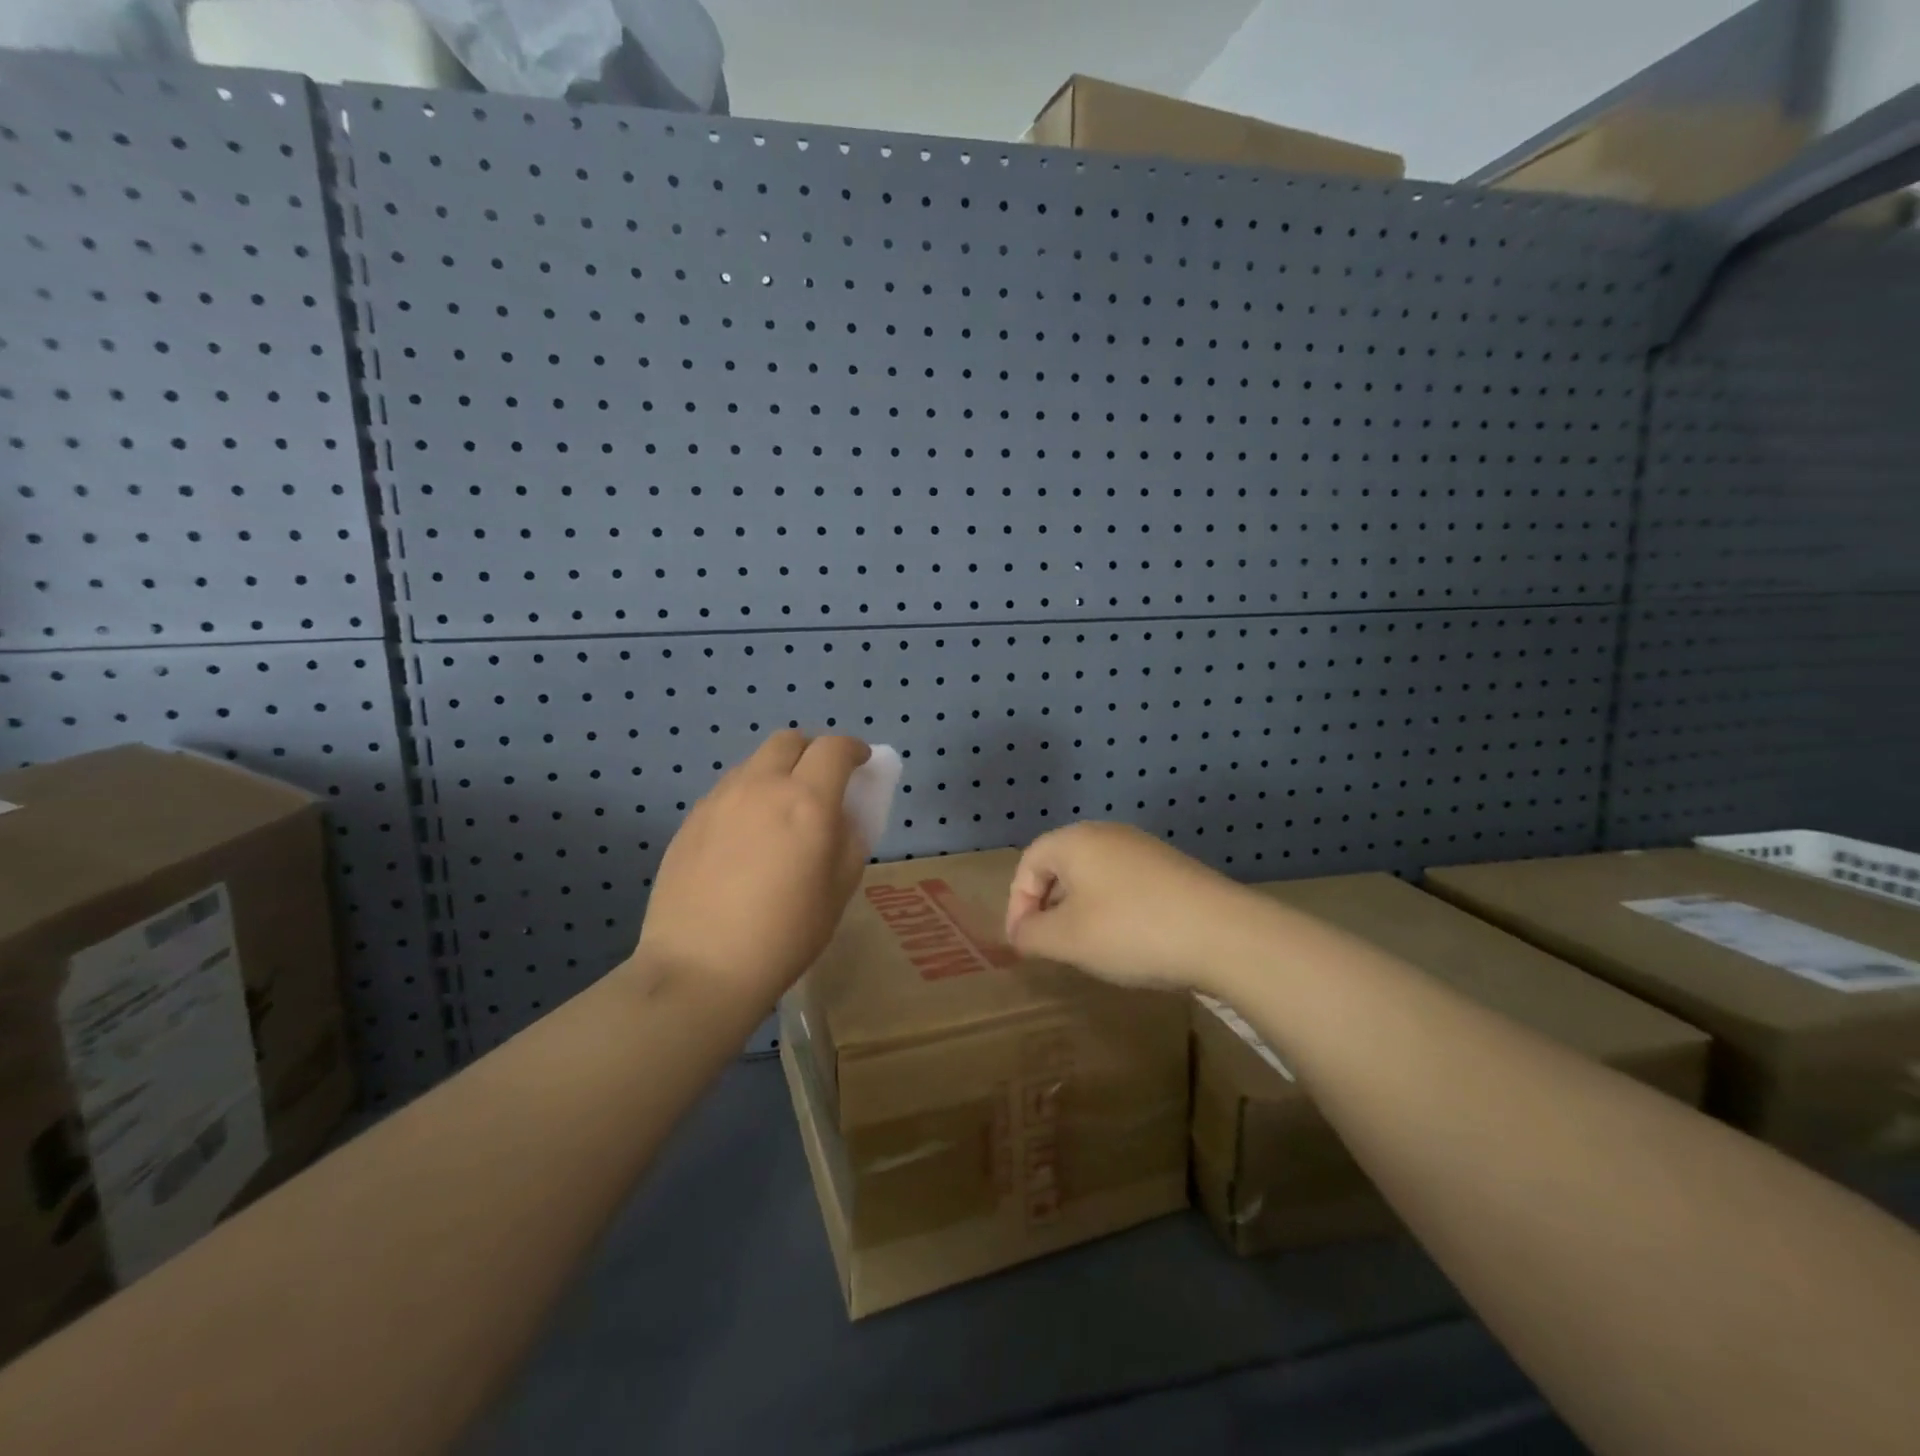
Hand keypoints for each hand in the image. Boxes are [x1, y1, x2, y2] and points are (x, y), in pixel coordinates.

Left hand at [633, 730, 870, 1006]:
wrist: (701, 967)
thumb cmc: (785, 934)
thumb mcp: (839, 890)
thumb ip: (849, 840)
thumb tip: (842, 816)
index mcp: (807, 801)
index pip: (834, 749)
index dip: (853, 749)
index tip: (861, 762)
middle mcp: (761, 787)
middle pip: (789, 741)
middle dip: (812, 751)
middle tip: (821, 780)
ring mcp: (720, 800)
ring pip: (755, 763)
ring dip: (777, 771)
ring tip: (781, 811)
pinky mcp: (691, 819)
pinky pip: (728, 790)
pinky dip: (748, 795)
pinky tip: (747, 836)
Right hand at [1005, 822, 1260, 990]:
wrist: (1224, 934)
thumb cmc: (1131, 930)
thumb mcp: (1067, 939)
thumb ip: (1031, 934)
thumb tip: (1020, 932)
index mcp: (1076, 840)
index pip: (1029, 863)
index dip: (1017, 904)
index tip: (1024, 943)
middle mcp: (1107, 834)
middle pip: (1061, 865)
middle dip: (1048, 906)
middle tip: (1050, 945)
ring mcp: (1144, 848)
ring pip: (1094, 876)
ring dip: (1080, 910)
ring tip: (1088, 947)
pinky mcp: (1171, 868)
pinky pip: (1124, 884)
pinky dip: (1113, 910)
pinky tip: (1128, 940)